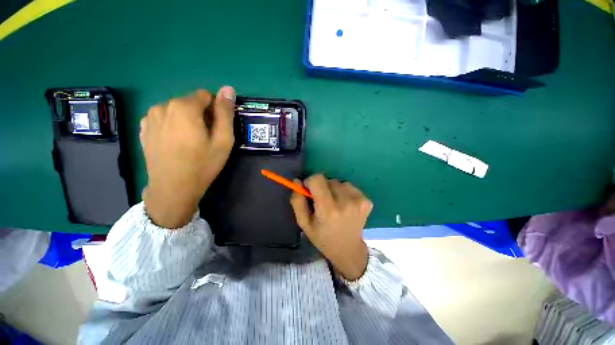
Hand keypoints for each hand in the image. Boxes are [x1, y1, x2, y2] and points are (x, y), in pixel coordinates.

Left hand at [140, 87, 235, 228]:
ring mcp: (150, 117)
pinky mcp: (143, 128)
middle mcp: (163, 105)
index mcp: (184, 107)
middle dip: (201, 115)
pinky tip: (176, 143)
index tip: (216, 129)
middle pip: (190, 102)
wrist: (173, 188)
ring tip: (190, 142)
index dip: (215, 111)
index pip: (206, 95)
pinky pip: (164, 118)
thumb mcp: (223, 140)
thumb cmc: (203, 164)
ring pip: (177, 110)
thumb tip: (228, 88)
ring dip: (187, 120)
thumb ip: (225, 112)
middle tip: (205, 138)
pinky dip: (173, 125)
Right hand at [290, 174, 372, 279]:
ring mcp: (359, 200)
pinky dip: (344, 192)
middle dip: (322, 188)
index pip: (317, 179)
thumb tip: (297, 181)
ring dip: (334, 190)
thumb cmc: (322, 237)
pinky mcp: (366, 200)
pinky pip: (349, 187)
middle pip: (328, 180)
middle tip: (323, 203)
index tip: (310, 191)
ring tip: (335, 205)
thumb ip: (298, 201)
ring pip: (339, 182)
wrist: (348, 249)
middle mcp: (346, 202)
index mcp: (328, 209)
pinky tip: (344, 205)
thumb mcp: (304, 223)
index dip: (310, 182)